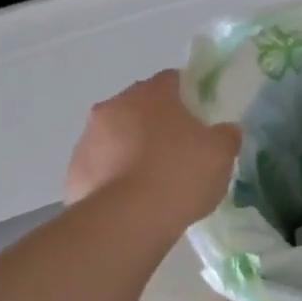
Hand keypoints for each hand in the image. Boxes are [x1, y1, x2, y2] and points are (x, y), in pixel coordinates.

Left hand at [66, 70, 241, 229]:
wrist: (127, 220)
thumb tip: (226, 130)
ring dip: (132, 149)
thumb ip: (226, 136)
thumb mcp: (221, 155)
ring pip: (116, 136)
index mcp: (152, 95)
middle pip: (140, 107)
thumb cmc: (179, 176)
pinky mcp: (75, 170)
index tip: (200, 118)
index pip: (172, 80)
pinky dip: (115, 176)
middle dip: (157, 123)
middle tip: (179, 151)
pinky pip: (101, 166)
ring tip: (154, 181)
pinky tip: (133, 200)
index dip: (188, 95)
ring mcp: (89, 138)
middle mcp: (114, 106)